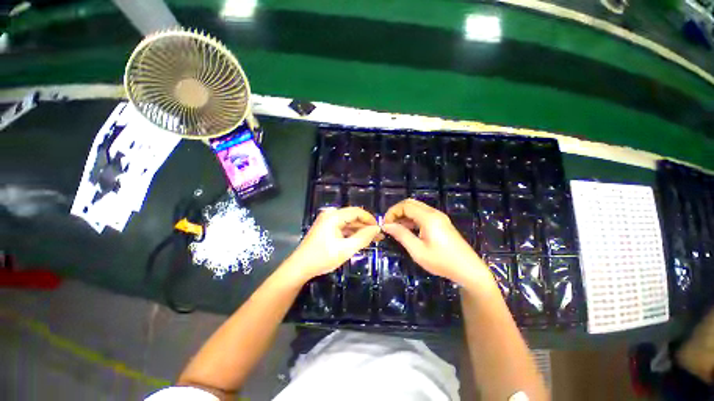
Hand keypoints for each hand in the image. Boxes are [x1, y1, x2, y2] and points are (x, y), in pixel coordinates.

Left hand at [284, 207, 379, 282]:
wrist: (300, 267)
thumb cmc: (322, 258)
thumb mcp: (346, 249)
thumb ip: (363, 237)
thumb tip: (376, 229)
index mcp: (334, 216)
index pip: (357, 212)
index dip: (370, 219)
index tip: (379, 229)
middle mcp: (330, 215)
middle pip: (353, 216)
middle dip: (366, 225)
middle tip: (378, 236)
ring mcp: (327, 221)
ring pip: (348, 222)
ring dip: (360, 230)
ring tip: (372, 239)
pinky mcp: (326, 228)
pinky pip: (343, 227)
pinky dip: (352, 233)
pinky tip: (360, 240)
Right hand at [382, 199, 492, 287]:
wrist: (468, 270)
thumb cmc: (441, 261)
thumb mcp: (417, 250)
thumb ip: (401, 235)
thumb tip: (386, 225)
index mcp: (428, 217)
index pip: (405, 206)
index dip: (392, 212)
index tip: (385, 225)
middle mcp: (434, 213)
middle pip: (410, 203)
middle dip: (397, 211)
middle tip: (390, 225)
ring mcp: (439, 217)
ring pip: (417, 208)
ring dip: (404, 215)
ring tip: (396, 229)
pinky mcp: (441, 222)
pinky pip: (423, 214)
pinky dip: (412, 218)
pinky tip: (408, 230)